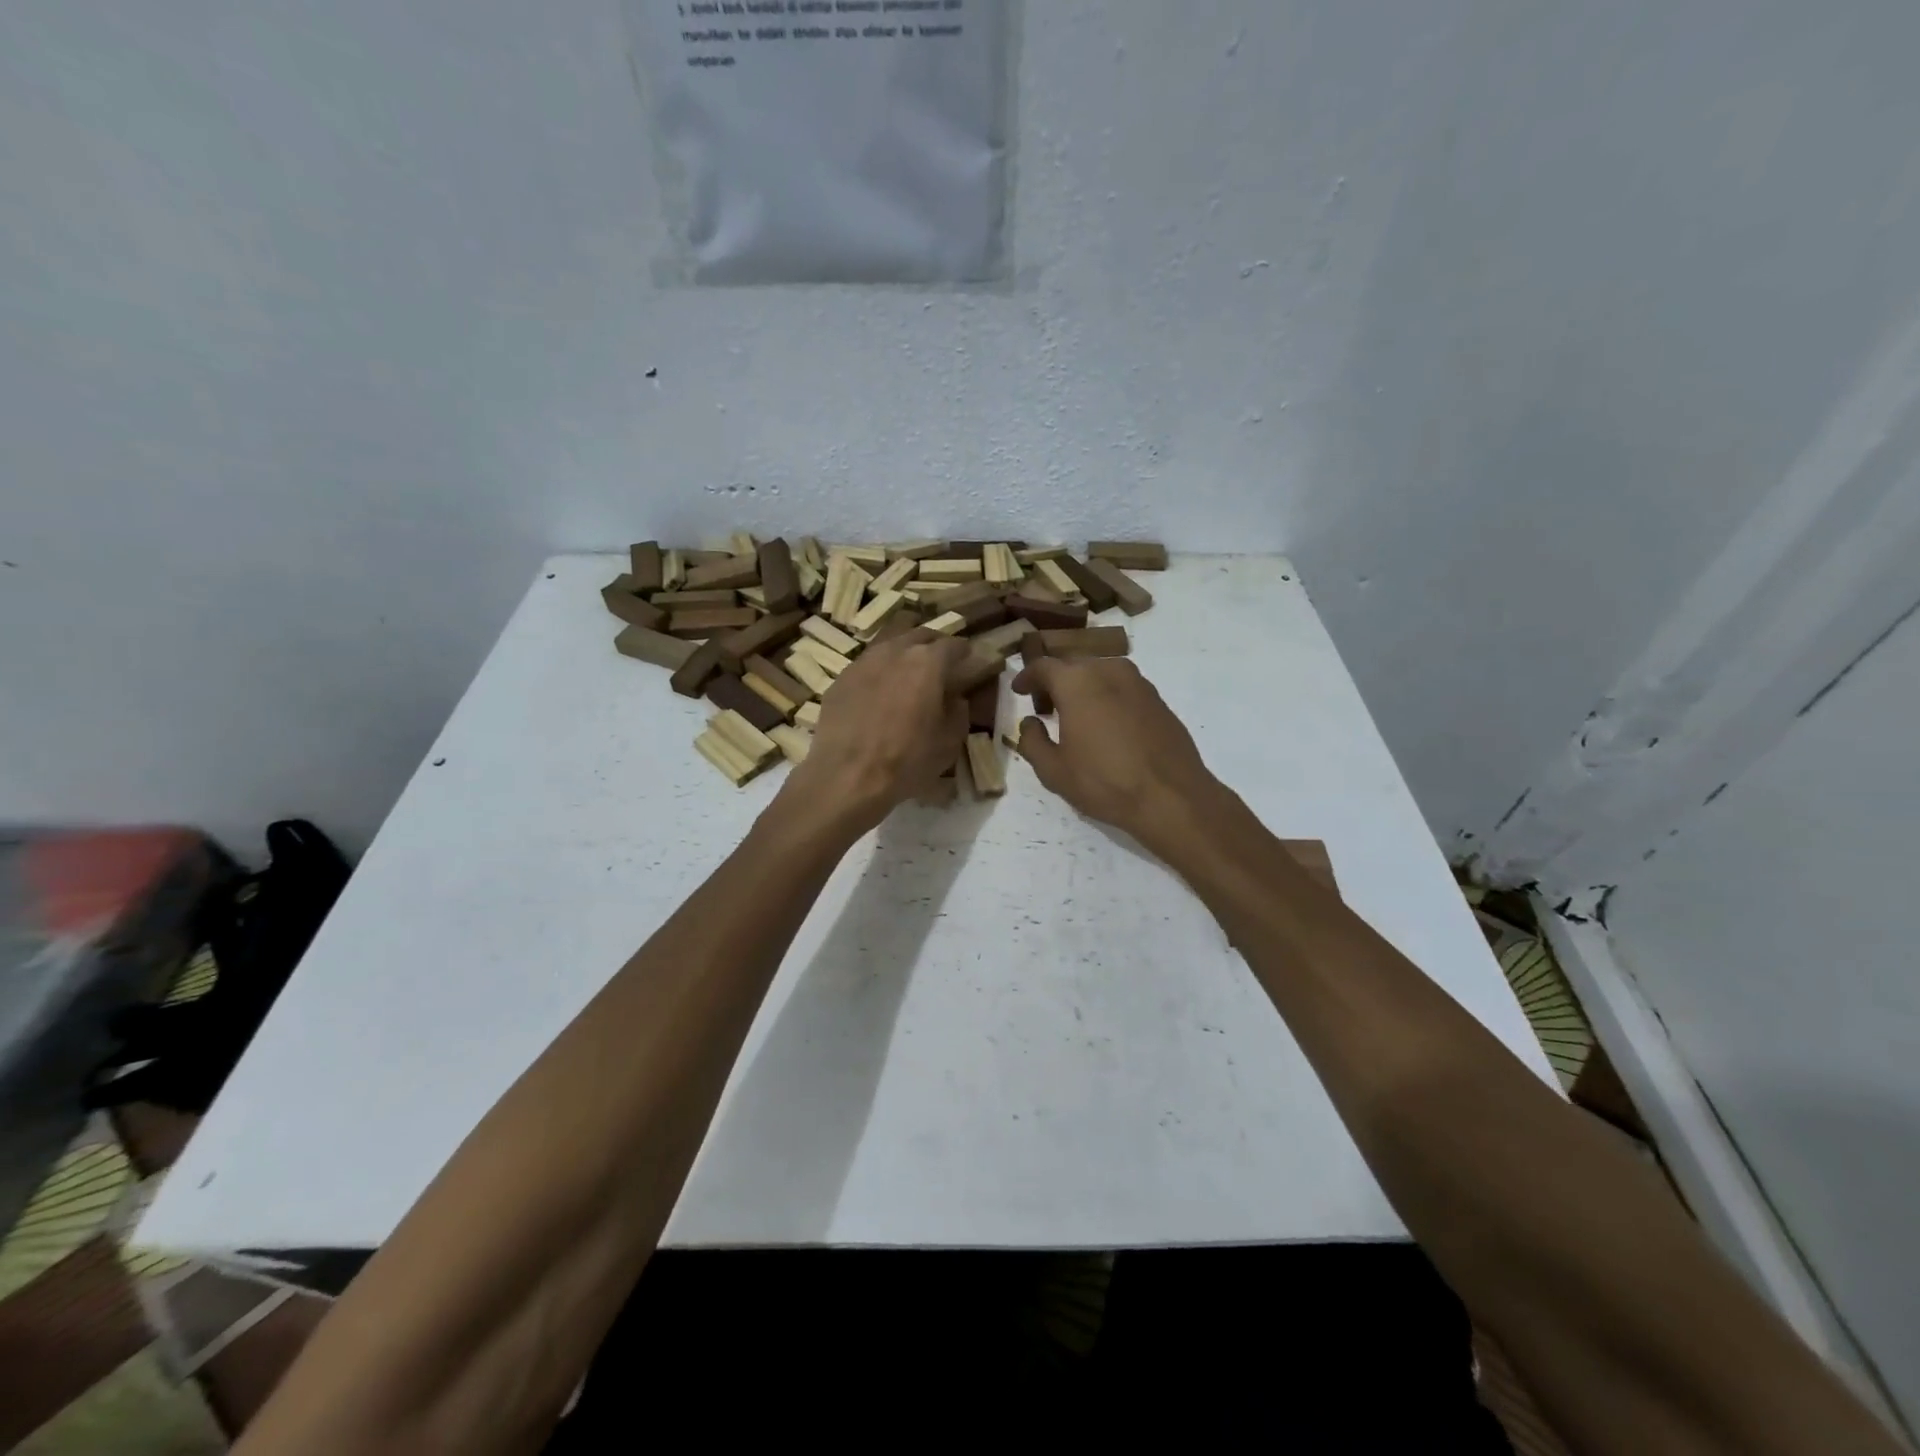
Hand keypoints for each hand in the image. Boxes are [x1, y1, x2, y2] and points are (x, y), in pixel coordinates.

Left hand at [783, 629, 969, 831]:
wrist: (847, 776)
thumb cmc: (907, 760)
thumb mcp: (949, 742)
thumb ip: (958, 712)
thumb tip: (955, 698)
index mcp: (928, 662)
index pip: (954, 645)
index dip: (965, 653)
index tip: (970, 662)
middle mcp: (895, 651)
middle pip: (920, 634)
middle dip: (934, 644)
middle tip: (941, 663)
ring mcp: (864, 661)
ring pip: (890, 642)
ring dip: (904, 651)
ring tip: (909, 670)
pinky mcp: (841, 678)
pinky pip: (867, 663)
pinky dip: (880, 670)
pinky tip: (880, 690)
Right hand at [1010, 657, 1225, 854]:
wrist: (1171, 796)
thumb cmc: (1105, 782)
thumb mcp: (1054, 771)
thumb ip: (1032, 741)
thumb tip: (1030, 722)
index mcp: (1077, 682)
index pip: (1043, 666)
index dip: (1027, 676)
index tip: (1019, 690)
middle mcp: (1108, 671)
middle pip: (1073, 665)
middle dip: (1055, 681)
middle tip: (1044, 706)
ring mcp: (1139, 683)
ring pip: (1100, 674)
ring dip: (1083, 687)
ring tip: (1075, 716)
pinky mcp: (1158, 699)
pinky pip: (1123, 688)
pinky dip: (1107, 697)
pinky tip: (1106, 725)